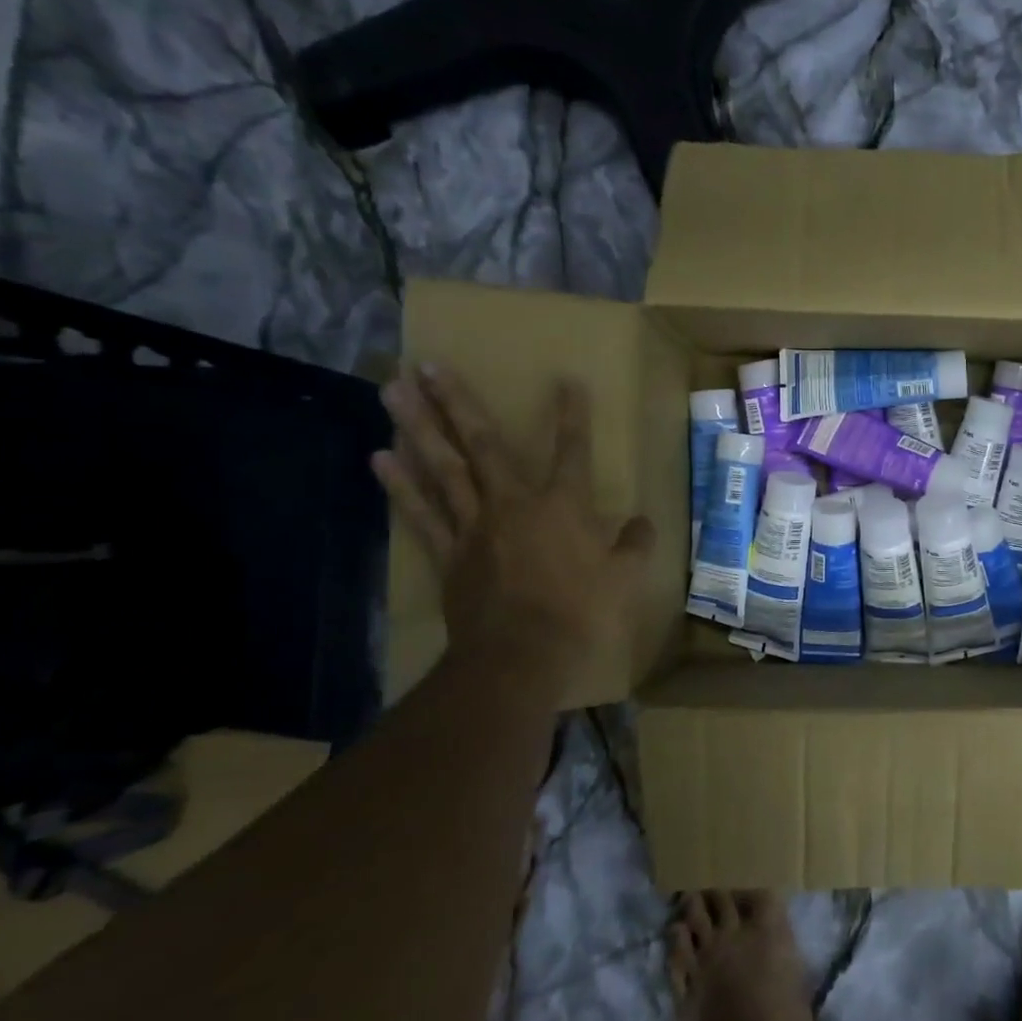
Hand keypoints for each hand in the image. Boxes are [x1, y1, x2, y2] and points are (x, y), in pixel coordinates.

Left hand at [372, 365, 654, 682]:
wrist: (521, 656)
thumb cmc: (581, 612)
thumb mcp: (626, 577)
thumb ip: (635, 544)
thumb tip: (643, 523)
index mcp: (564, 506)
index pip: (573, 451)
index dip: (573, 415)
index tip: (567, 380)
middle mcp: (514, 504)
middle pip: (483, 445)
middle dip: (458, 403)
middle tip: (428, 365)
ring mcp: (475, 526)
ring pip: (443, 468)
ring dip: (417, 427)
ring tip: (392, 391)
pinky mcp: (449, 553)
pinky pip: (421, 512)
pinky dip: (399, 484)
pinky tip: (379, 456)